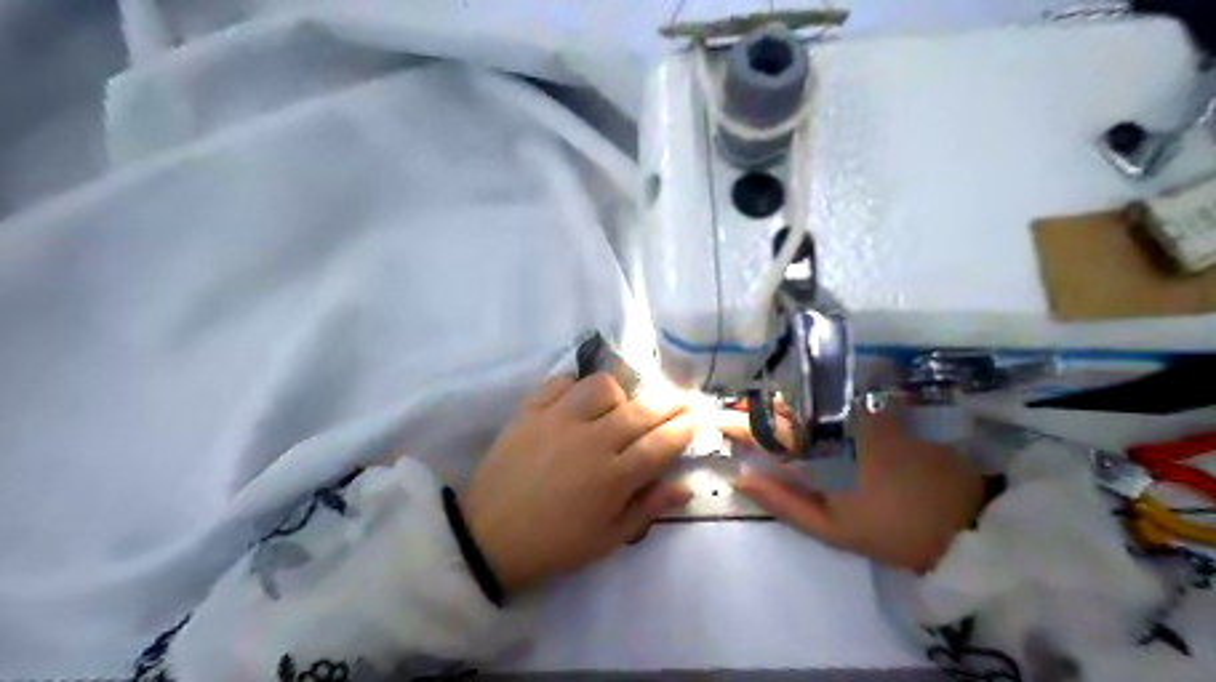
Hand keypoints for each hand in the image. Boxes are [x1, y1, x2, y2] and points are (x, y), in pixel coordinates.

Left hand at [466, 376, 693, 592]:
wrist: (488, 537)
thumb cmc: (554, 543)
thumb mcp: (607, 539)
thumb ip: (649, 508)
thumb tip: (687, 486)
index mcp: (614, 477)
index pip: (662, 443)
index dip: (685, 427)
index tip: (699, 416)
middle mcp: (591, 441)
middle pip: (641, 410)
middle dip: (670, 402)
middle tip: (681, 399)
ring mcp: (558, 420)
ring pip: (602, 386)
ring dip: (619, 394)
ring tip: (617, 407)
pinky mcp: (530, 411)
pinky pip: (560, 382)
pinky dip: (574, 385)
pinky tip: (577, 401)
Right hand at [720, 407, 986, 572]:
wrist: (963, 520)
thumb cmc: (890, 530)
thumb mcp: (831, 529)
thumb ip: (783, 501)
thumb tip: (742, 477)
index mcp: (821, 451)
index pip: (768, 431)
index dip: (739, 424)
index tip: (716, 421)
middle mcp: (837, 421)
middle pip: (786, 405)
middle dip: (756, 407)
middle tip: (734, 412)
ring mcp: (860, 411)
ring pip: (810, 397)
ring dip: (781, 400)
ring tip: (761, 409)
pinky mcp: (880, 409)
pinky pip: (836, 397)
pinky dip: (813, 399)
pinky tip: (802, 405)